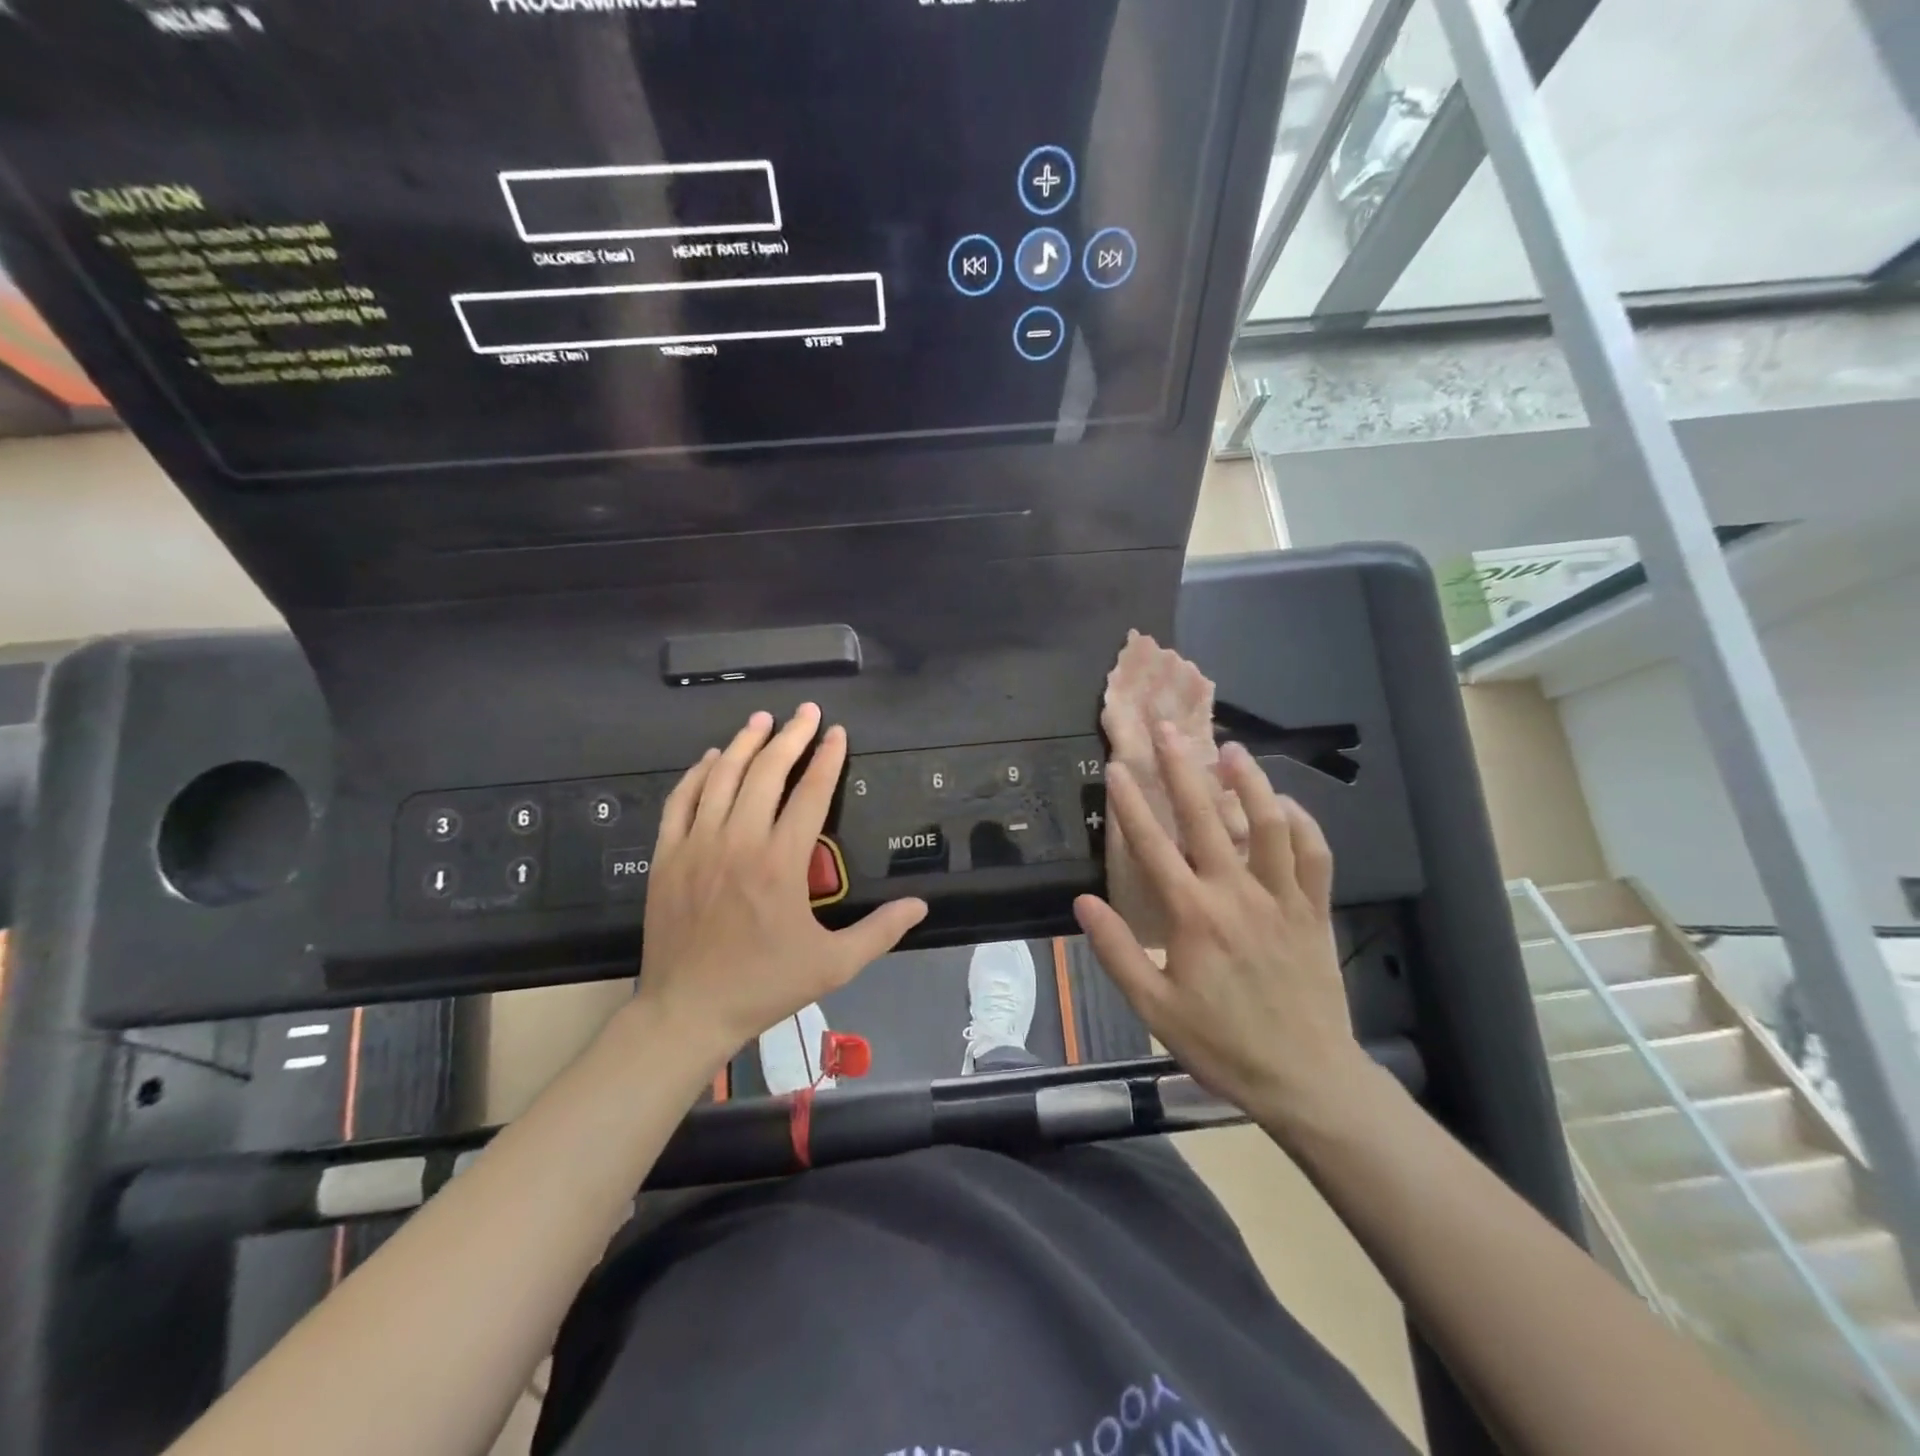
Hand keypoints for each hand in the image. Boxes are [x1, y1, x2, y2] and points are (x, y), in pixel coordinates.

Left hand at [634, 705, 927, 1066]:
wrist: (688, 1010)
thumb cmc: (764, 985)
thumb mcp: (834, 964)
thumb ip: (880, 930)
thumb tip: (921, 905)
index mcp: (781, 862)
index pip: (810, 793)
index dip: (827, 758)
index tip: (836, 732)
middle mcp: (739, 841)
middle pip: (766, 772)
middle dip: (790, 736)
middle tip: (805, 711)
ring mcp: (697, 845)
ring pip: (722, 777)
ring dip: (744, 743)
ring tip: (762, 720)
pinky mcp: (668, 856)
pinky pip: (681, 800)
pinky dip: (697, 773)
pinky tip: (710, 758)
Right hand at [1073, 724, 1370, 1134]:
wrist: (1306, 1078)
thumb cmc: (1221, 1044)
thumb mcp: (1154, 1007)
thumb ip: (1116, 951)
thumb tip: (1083, 901)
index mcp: (1193, 916)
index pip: (1153, 846)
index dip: (1131, 803)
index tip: (1117, 766)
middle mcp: (1237, 894)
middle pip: (1208, 817)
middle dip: (1183, 767)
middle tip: (1168, 728)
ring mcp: (1281, 898)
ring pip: (1269, 824)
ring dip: (1249, 780)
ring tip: (1230, 748)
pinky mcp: (1314, 910)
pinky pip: (1314, 855)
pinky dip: (1302, 823)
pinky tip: (1286, 804)